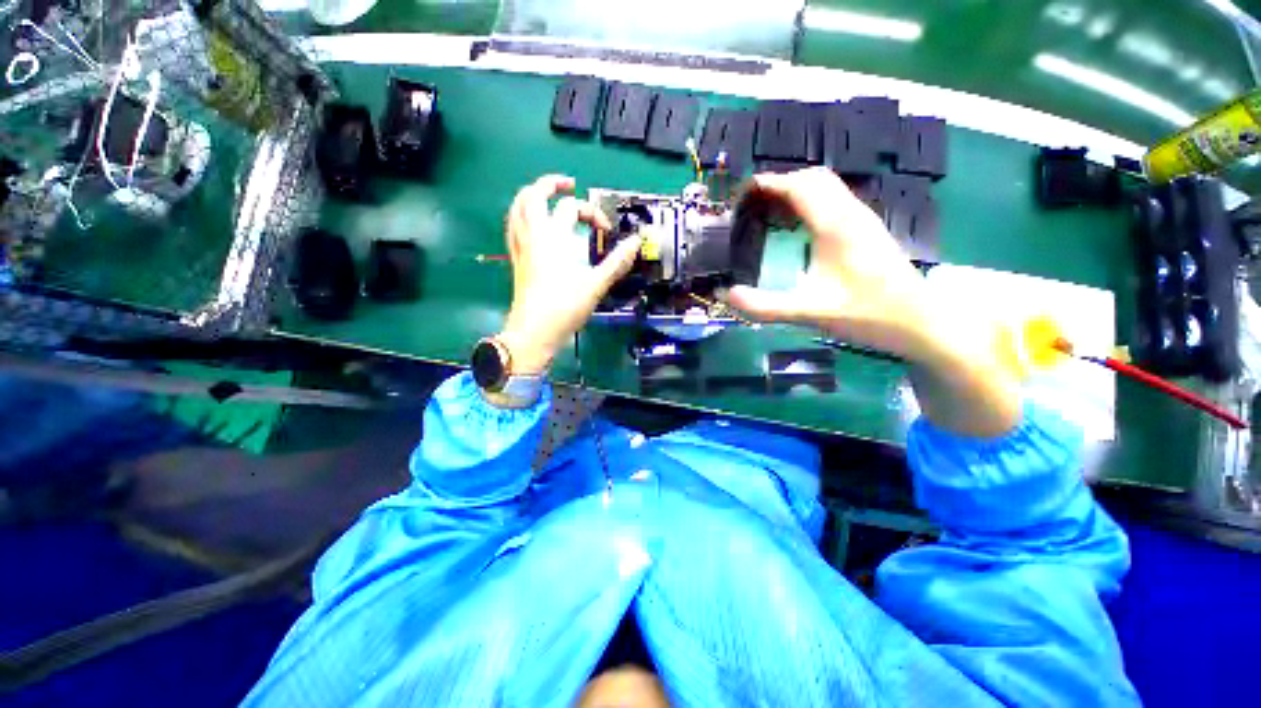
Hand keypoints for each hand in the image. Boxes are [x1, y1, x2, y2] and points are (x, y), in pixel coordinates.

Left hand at [497, 175, 641, 374]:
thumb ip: (616, 262)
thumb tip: (635, 242)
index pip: (571, 208)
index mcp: (552, 238)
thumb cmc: (563, 309)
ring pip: (516, 209)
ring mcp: (521, 248)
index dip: (592, 213)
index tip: (606, 231)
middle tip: (569, 185)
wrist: (533, 333)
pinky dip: (522, 216)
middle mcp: (532, 236)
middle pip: (533, 195)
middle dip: (550, 184)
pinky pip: (513, 228)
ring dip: (531, 195)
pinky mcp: (516, 261)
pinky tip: (532, 224)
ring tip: (546, 196)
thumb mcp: (595, 285)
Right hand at [727, 168, 1019, 436]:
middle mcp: (851, 214)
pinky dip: (811, 202)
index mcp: (835, 226)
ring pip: (827, 187)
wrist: (921, 321)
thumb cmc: (867, 314)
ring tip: (770, 212)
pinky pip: (835, 201)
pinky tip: (798, 227)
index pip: (798, 186)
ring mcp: (863, 220)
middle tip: (753, 203)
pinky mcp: (868, 230)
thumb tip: (726, 296)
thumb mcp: (810, 312)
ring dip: (797, 191)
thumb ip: (765, 306)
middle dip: (781, 183)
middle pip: (813, 178)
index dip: (768, 183)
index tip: (742, 192)